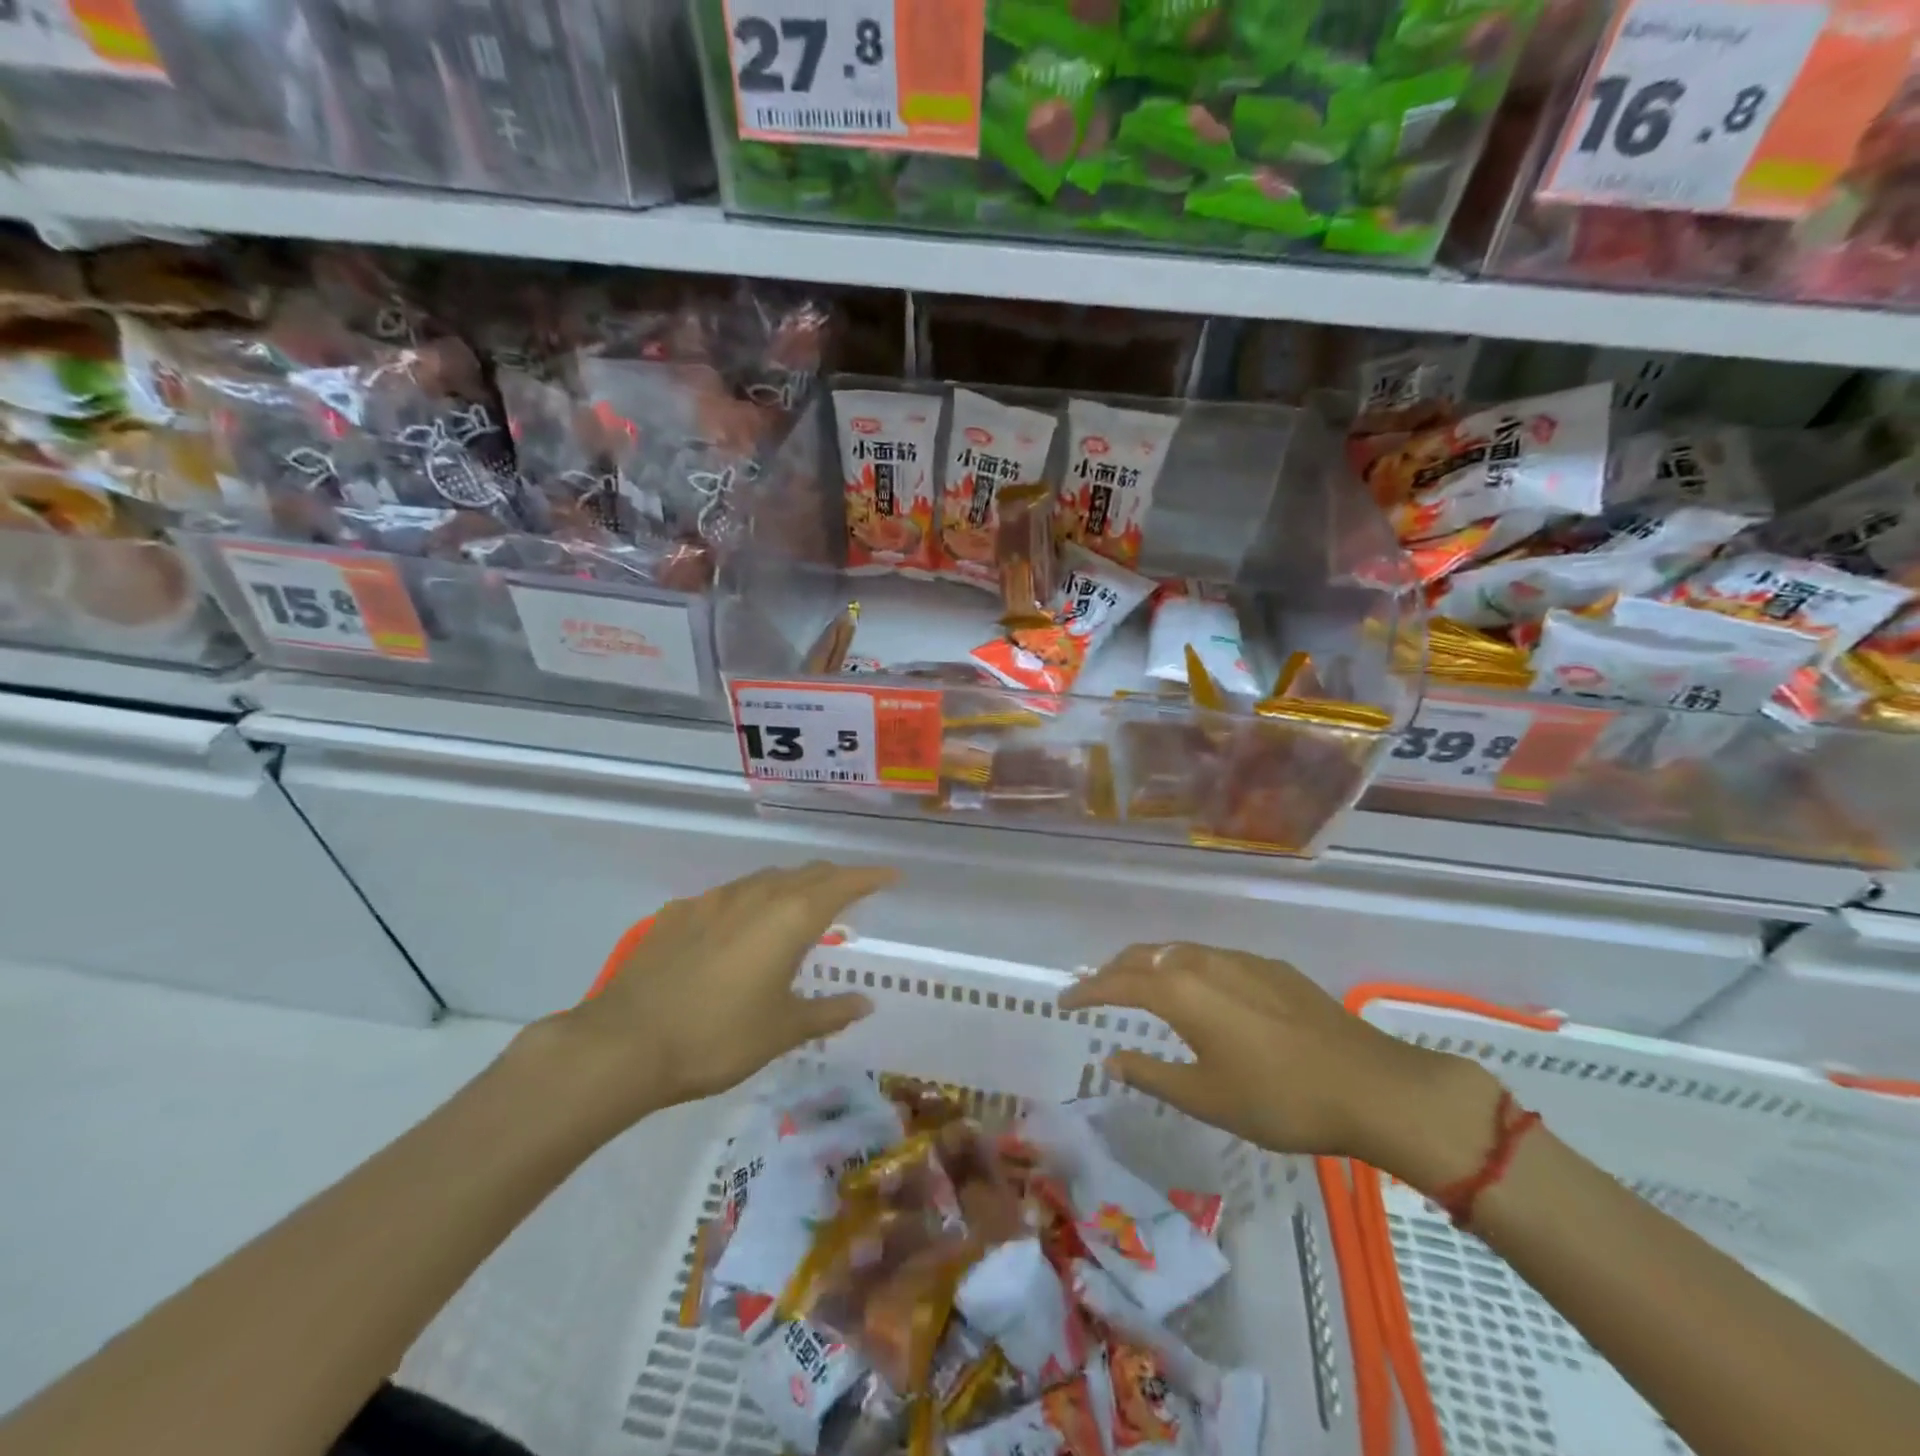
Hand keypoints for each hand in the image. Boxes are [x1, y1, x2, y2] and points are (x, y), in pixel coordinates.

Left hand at [533, 862, 894, 1133]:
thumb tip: (865, 1002)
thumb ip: (829, 1011)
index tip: (891, 877)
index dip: (871, 877)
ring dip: (790, 888)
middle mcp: (756, 895)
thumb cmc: (718, 1038)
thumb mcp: (782, 1030)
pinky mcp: (678, 913)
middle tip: (850, 896)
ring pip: (764, 879)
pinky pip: (727, 897)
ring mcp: (712, 900)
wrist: (624, 1044)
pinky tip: (736, 933)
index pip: (843, 883)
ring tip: (796, 912)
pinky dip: (748, 904)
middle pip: (806, 873)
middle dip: (833, 879)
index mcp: (790, 917)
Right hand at [1059, 943, 1498, 1189]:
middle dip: (1113, 971)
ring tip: (1139, 989)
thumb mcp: (1206, 1098)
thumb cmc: (1279, 1099)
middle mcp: (1202, 962)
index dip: (1086, 991)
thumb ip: (1152, 1074)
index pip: (1117, 982)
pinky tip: (1198, 993)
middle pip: (1143, 956)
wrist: (1370, 1084)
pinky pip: (1209, 958)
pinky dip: (1184, 968)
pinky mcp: (1269, 967)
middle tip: (1096, 991)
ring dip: (1148, 966)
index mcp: (1180, 992)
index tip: (1065, 1002)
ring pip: (1177, 952)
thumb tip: (1112, 1058)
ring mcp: (1239, 959)